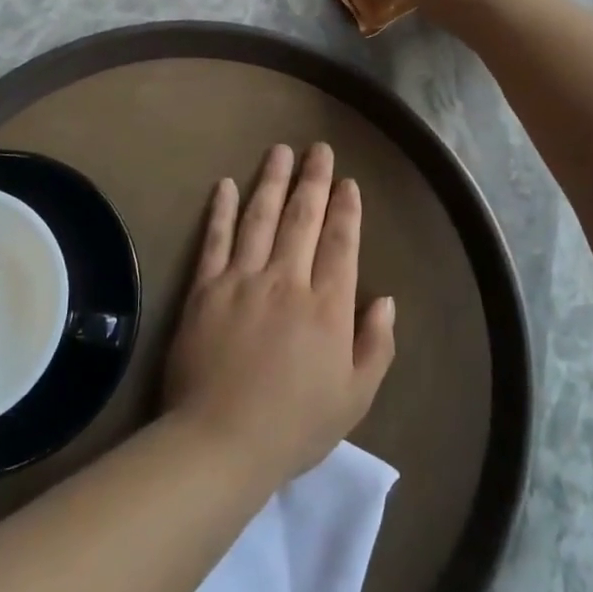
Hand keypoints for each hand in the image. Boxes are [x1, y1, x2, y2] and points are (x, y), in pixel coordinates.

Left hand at [164, 143, 395, 486]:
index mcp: (327, 306)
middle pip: (303, 218)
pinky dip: (222, 210)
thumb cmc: (295, 425)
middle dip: (314, 180)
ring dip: (272, 181)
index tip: (348, 182)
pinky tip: (226, 185)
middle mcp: (287, 280)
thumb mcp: (355, 398)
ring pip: (261, 217)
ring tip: (280, 151)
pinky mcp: (206, 287)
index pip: (341, 244)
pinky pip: (216, 239)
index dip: (346, 210)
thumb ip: (376, 345)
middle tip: (319, 149)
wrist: (221, 441)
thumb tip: (386, 298)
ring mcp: (243, 279)